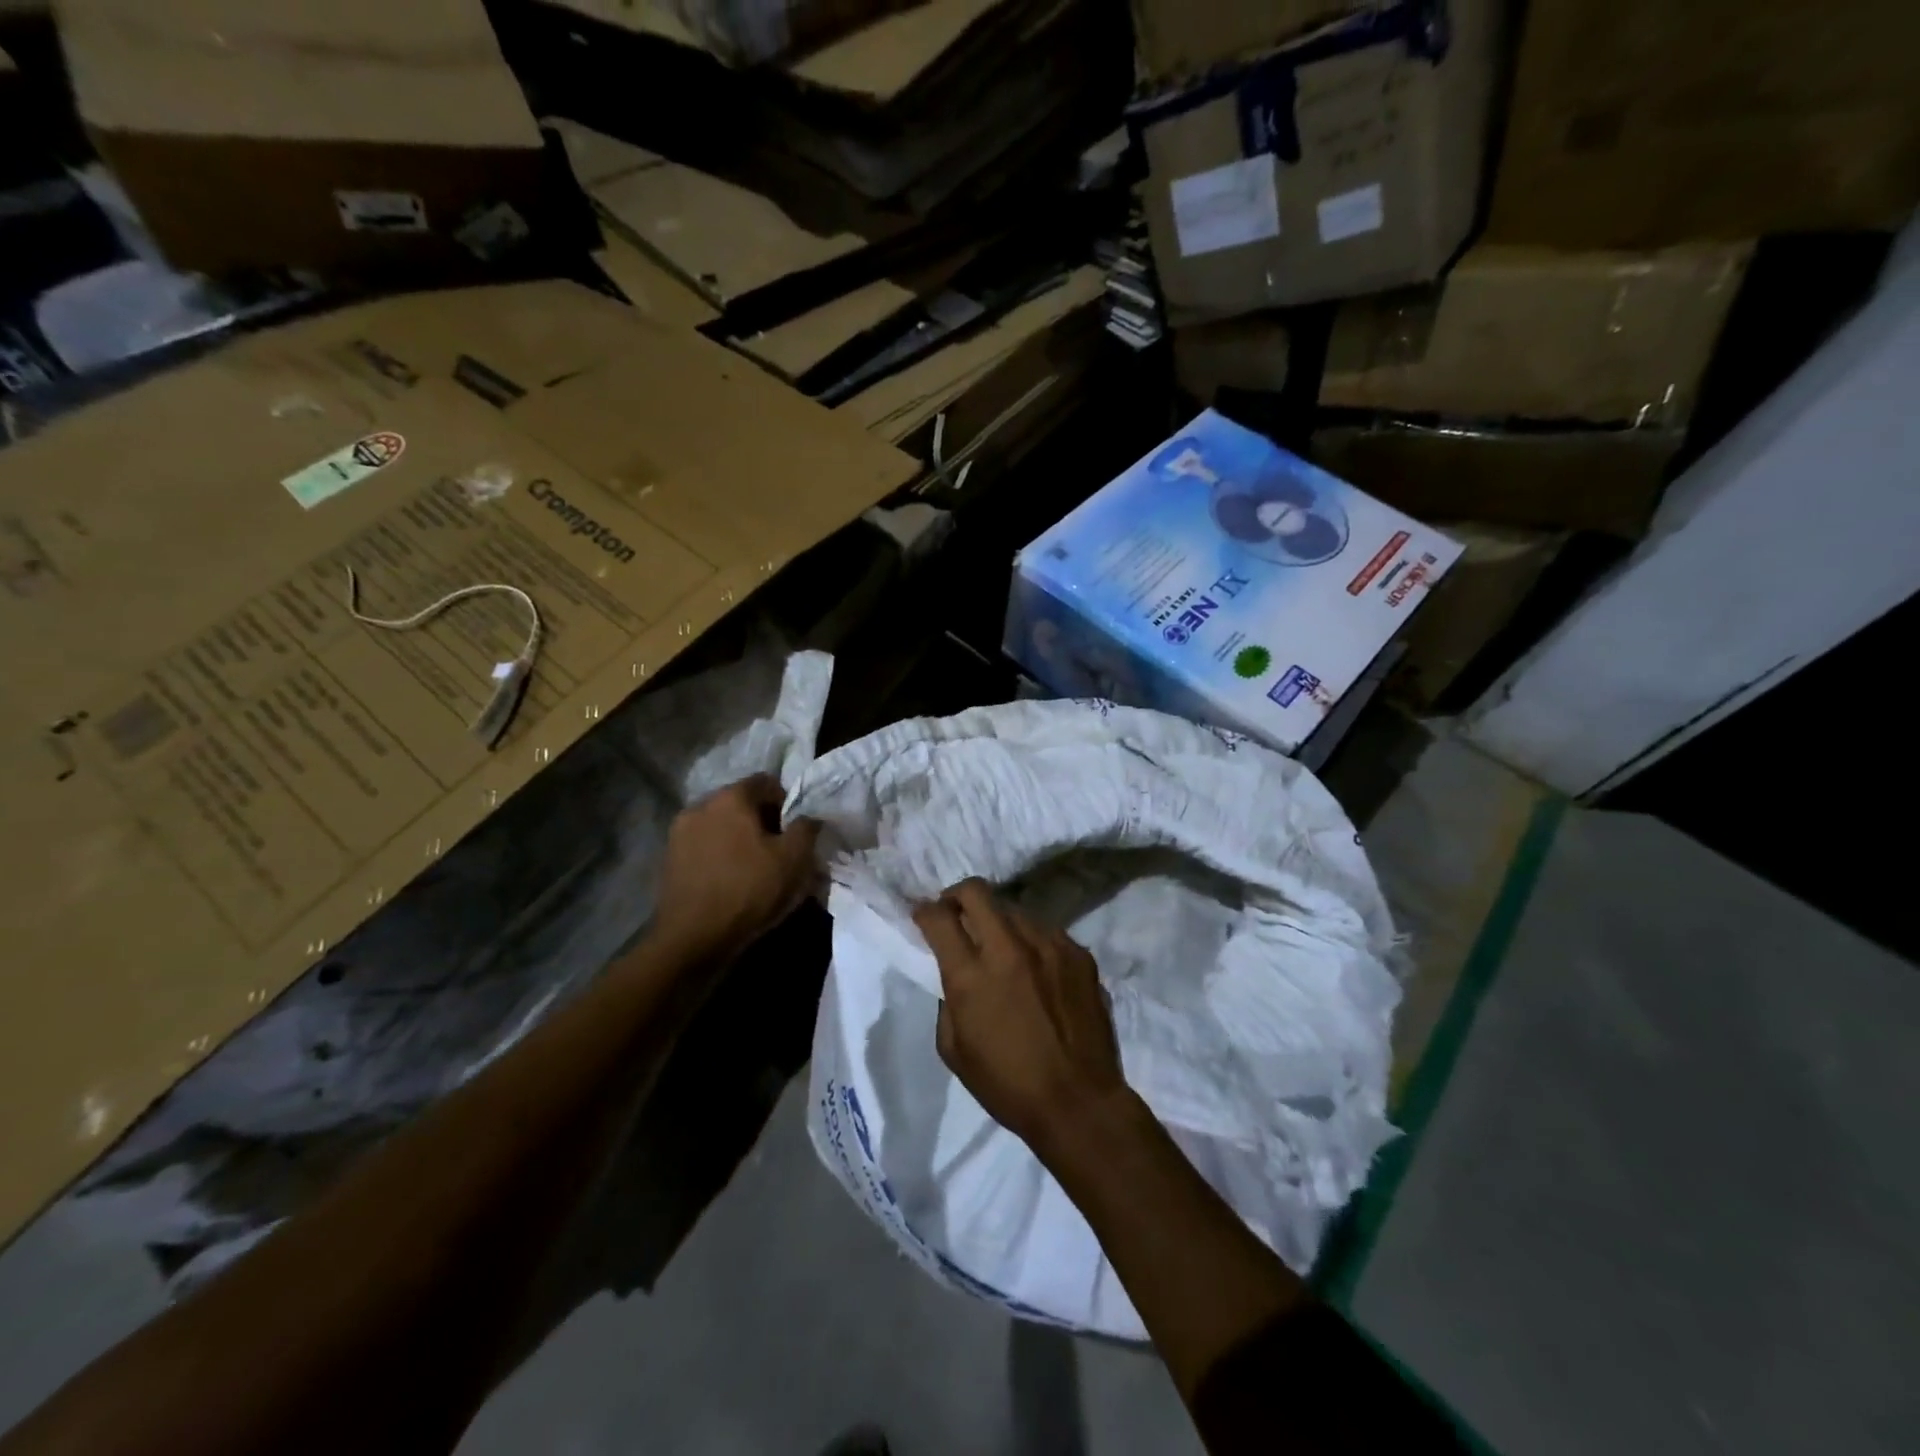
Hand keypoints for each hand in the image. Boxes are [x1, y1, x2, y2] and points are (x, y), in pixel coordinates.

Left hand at [653, 775, 819, 962]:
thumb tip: (809, 817)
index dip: (787, 803)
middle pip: (742, 802)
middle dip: (763, 821)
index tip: (795, 832)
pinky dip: (721, 855)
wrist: (693, 939)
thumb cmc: (749, 891)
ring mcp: (679, 832)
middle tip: (779, 851)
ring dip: (740, 839)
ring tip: (755, 869)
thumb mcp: (795, 859)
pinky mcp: (669, 858)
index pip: (767, 782)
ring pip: (721, 825)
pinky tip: (731, 881)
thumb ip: (807, 828)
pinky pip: (705, 846)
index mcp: (731, 797)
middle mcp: (700, 805)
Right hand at [913, 879, 1131, 1155]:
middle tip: (957, 915)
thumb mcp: (954, 1049)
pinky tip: (1037, 970)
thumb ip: (948, 999)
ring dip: (999, 922)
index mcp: (972, 975)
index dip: (924, 911)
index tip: (923, 916)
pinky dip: (1032, 943)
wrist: (1079, 1102)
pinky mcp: (1079, 953)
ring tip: (1002, 949)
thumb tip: (953, 971)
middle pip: (977, 891)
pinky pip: (1047, 932)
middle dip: (958, 896)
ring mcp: (1050, 946)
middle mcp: (1010, 948)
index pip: (939, 917)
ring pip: (1015, 910)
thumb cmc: (1007, 1085)